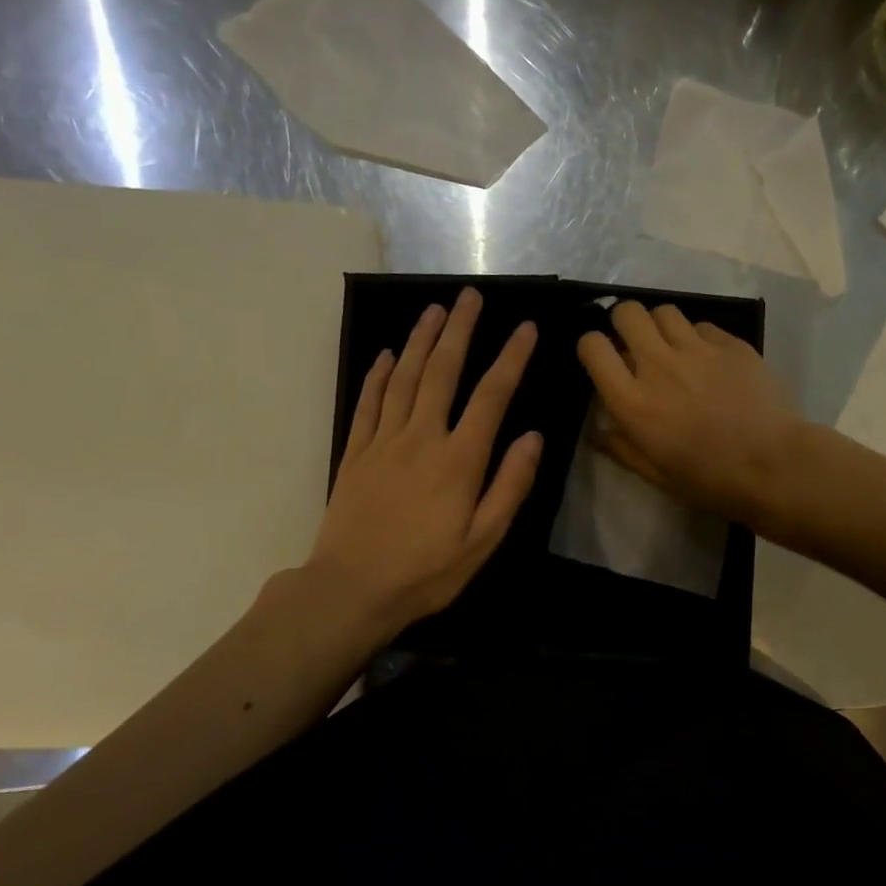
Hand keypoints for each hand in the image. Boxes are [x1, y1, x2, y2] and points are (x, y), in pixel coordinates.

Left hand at [301, 288, 541, 640]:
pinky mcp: (356, 452)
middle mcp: (422, 437)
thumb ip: (510, 485)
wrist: (351, 589)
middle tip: (470, 296)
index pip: (492, 396)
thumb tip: (533, 438)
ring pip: (404, 377)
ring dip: (421, 340)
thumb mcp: (483, 541)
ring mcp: (384, 441)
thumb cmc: (426, 571)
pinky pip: (368, 402)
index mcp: (459, 459)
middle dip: (460, 330)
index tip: (526, 328)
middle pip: (443, 371)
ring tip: (435, 310)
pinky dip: (378, 374)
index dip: (511, 359)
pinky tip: (386, 354)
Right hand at [577, 302, 808, 525]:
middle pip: (627, 313)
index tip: (602, 359)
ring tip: (672, 348)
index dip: (592, 346)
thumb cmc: (710, 480)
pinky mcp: (731, 344)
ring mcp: (698, 350)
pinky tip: (709, 360)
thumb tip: (597, 432)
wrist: (774, 466)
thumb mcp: (656, 475)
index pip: (593, 347)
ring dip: (661, 326)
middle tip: (635, 345)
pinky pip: (702, 325)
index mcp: (634, 402)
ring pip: (665, 311)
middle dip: (624, 323)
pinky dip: (698, 337)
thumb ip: (622, 448)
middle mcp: (659, 365)